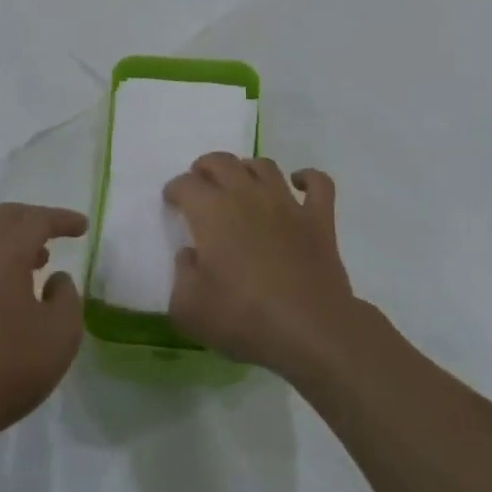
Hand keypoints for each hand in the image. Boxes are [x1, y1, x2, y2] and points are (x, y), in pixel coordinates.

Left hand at [0, 203, 85, 463]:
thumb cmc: (6, 366)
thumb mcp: (60, 335)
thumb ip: (67, 298)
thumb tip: (55, 280)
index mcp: (4, 254)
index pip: (36, 220)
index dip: (62, 219)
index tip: (83, 227)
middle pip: (5, 218)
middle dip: (34, 218)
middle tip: (58, 232)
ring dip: (15, 242)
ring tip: (39, 263)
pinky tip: (12, 293)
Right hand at [165, 155, 358, 377]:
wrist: (309, 330)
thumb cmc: (243, 317)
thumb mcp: (188, 309)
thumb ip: (181, 276)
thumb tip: (190, 255)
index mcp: (211, 211)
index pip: (185, 184)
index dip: (175, 190)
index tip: (172, 203)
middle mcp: (247, 195)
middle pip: (222, 162)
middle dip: (206, 168)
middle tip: (201, 184)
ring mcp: (286, 204)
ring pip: (264, 166)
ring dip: (248, 169)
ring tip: (242, 183)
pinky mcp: (319, 219)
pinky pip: (318, 183)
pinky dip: (308, 178)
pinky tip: (299, 184)